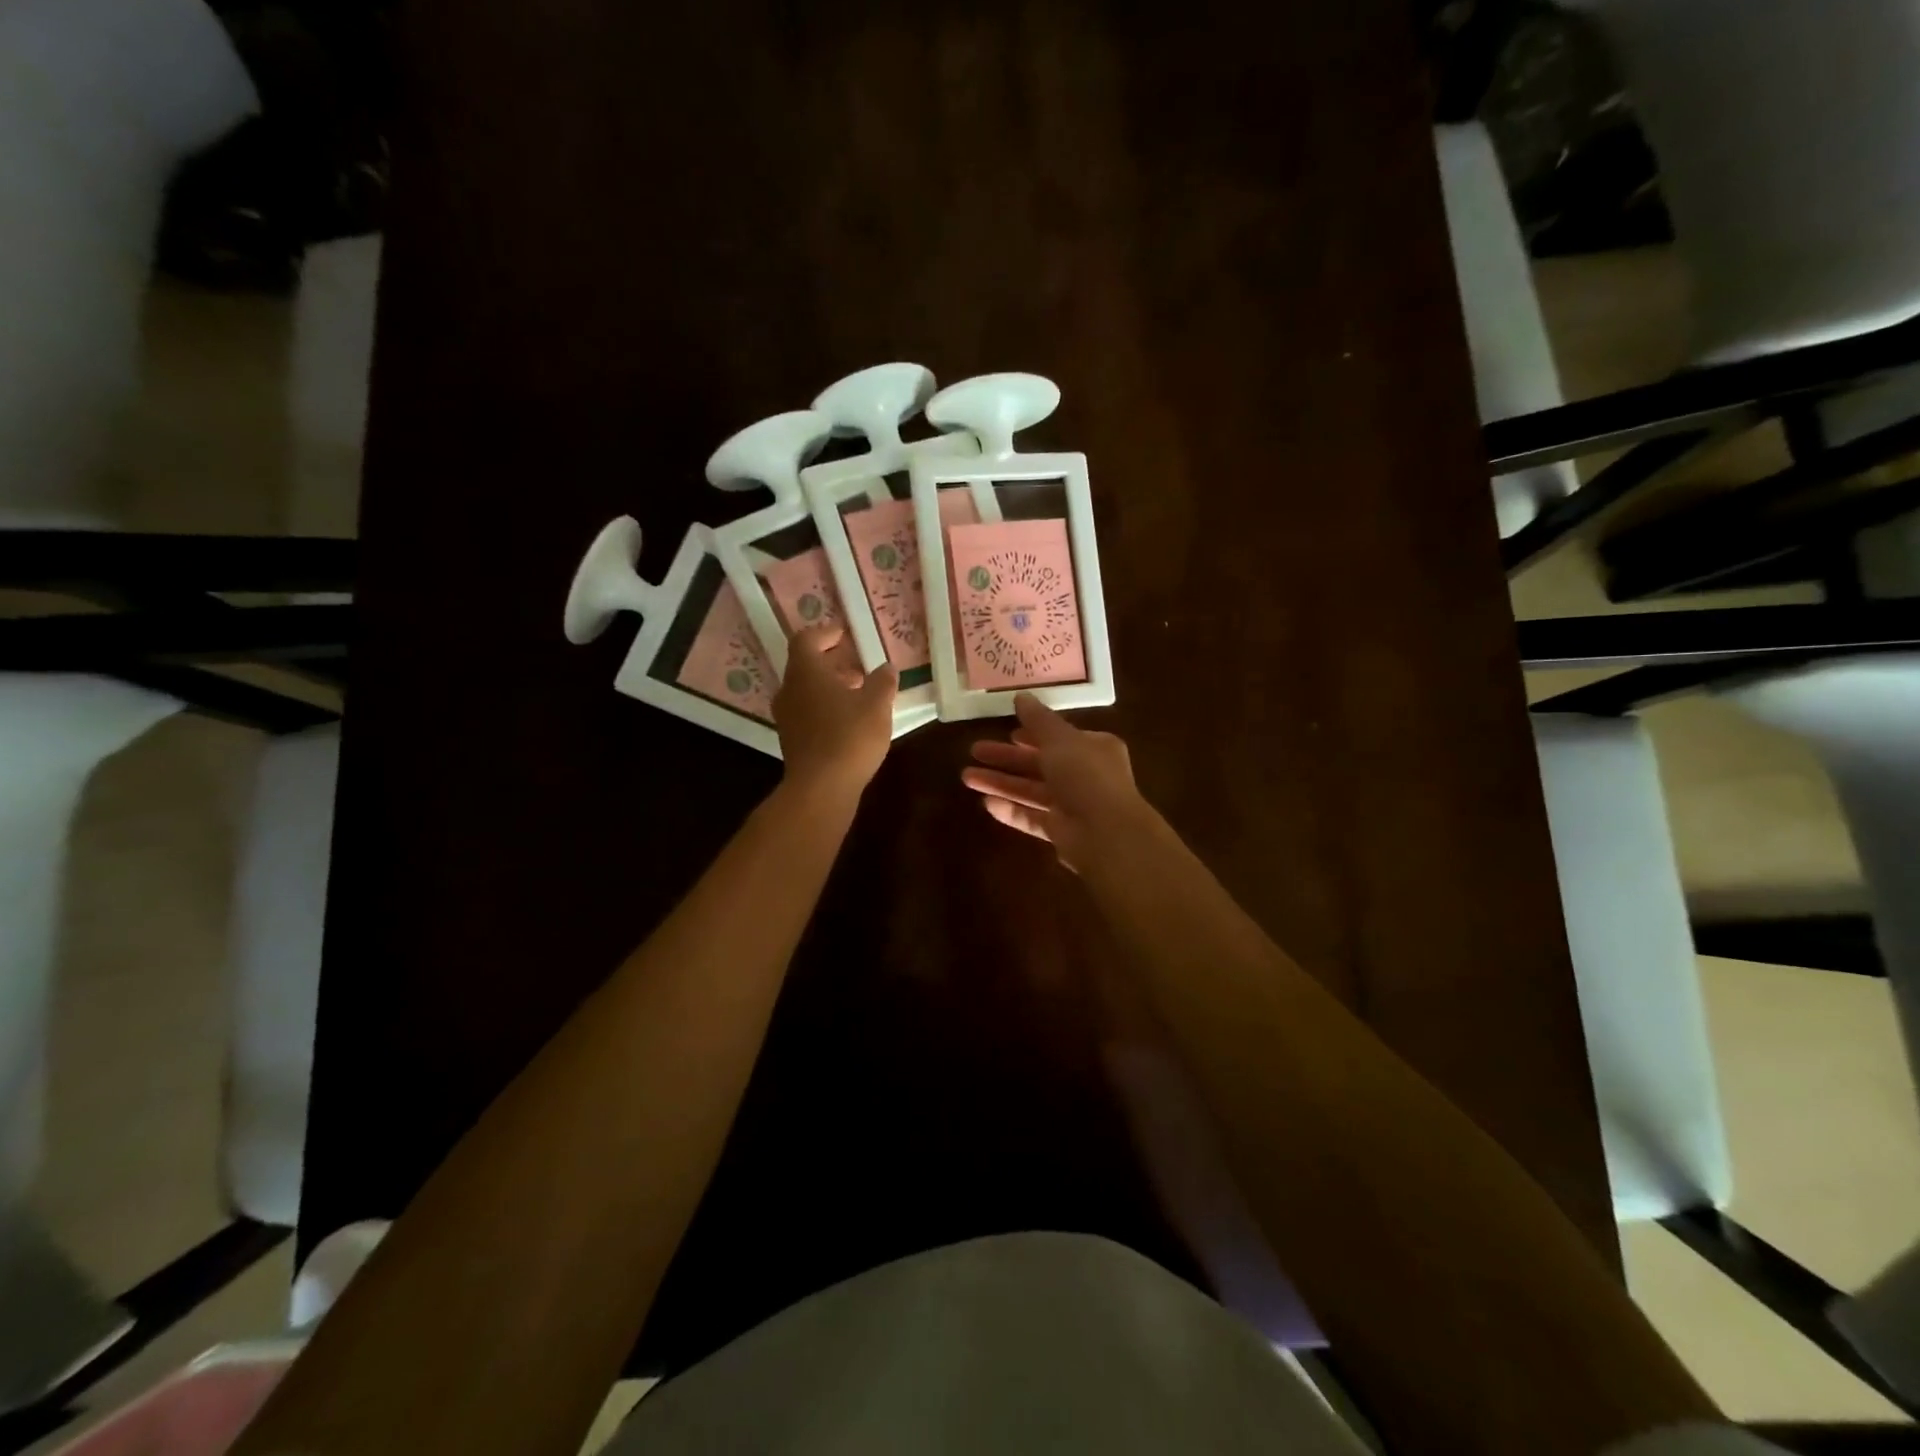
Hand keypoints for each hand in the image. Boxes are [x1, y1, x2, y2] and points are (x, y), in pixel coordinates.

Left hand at [773, 624, 896, 798]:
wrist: (821, 788)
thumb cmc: (849, 736)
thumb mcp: (876, 705)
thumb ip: (882, 682)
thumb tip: (886, 668)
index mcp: (805, 672)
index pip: (807, 639)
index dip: (826, 633)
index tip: (846, 634)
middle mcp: (789, 689)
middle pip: (806, 666)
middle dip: (832, 663)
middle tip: (858, 666)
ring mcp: (787, 717)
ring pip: (807, 691)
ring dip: (830, 687)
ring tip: (859, 694)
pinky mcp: (792, 740)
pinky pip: (808, 713)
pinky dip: (826, 708)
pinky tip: (850, 720)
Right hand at [961, 694, 1155, 870]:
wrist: (1106, 834)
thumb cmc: (1086, 776)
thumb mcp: (1060, 739)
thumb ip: (1038, 719)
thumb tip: (1020, 696)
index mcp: (1093, 749)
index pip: (1059, 737)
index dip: (1032, 734)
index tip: (1007, 731)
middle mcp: (1085, 776)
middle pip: (1039, 764)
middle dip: (1006, 758)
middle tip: (974, 751)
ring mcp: (1073, 806)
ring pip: (1031, 790)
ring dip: (1001, 783)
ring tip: (967, 777)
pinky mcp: (1061, 832)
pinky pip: (1031, 818)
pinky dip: (1011, 810)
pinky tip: (986, 803)